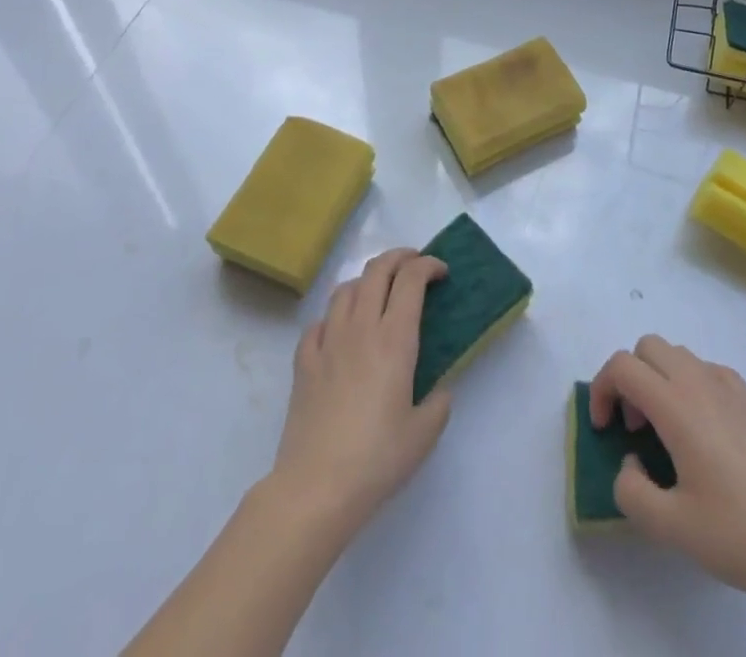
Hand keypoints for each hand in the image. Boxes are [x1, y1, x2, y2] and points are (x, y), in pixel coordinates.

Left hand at [268, 249, 450, 538]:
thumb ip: (439, 403)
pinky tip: (340, 333)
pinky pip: (319, 322)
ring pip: (346, 289)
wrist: (316, 487)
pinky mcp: (304, 361)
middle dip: (399, 257)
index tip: (441, 272)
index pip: (411, 279)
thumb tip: (439, 389)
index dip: (428, 266)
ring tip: (379, 294)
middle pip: (377, 270)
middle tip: (414, 264)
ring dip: (367, 281)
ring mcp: (328, 341)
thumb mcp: (424, 434)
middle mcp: (361, 328)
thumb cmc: (376, 459)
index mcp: (394, 339)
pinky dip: (334, 317)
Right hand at [589, 336, 745, 609]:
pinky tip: (700, 430)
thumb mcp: (669, 527)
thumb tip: (632, 462)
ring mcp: (729, 386)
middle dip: (629, 378)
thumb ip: (630, 489)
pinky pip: (705, 369)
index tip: (604, 431)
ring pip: (677, 353)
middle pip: (648, 347)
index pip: (623, 366)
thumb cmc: (737, 535)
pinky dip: (688, 384)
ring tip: (665, 430)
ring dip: (657, 378)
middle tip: (635, 427)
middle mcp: (700, 381)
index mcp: (677, 405)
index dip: (602, 390)